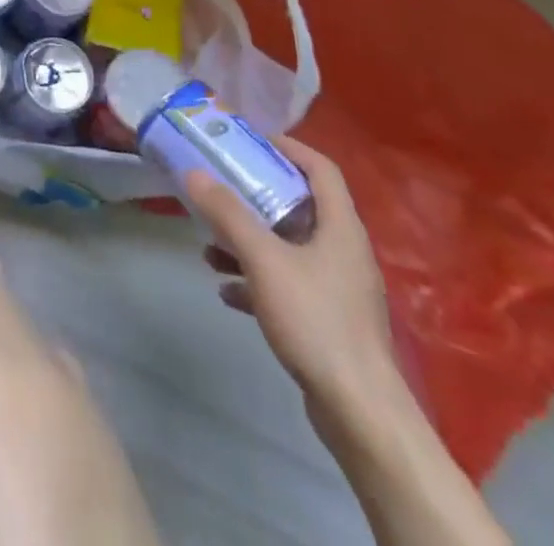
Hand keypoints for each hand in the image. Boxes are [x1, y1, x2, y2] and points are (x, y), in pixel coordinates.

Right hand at [187, 138, 402, 422]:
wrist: (358, 411)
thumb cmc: (316, 320)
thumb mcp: (264, 259)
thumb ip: (229, 214)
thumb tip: (195, 173)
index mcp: (340, 227)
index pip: (321, 168)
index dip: (289, 147)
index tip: (251, 141)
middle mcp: (343, 251)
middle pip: (300, 207)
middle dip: (256, 198)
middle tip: (222, 188)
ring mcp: (338, 289)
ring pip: (289, 249)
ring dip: (250, 243)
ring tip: (210, 247)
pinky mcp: (328, 321)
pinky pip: (288, 285)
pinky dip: (257, 280)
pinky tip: (227, 291)